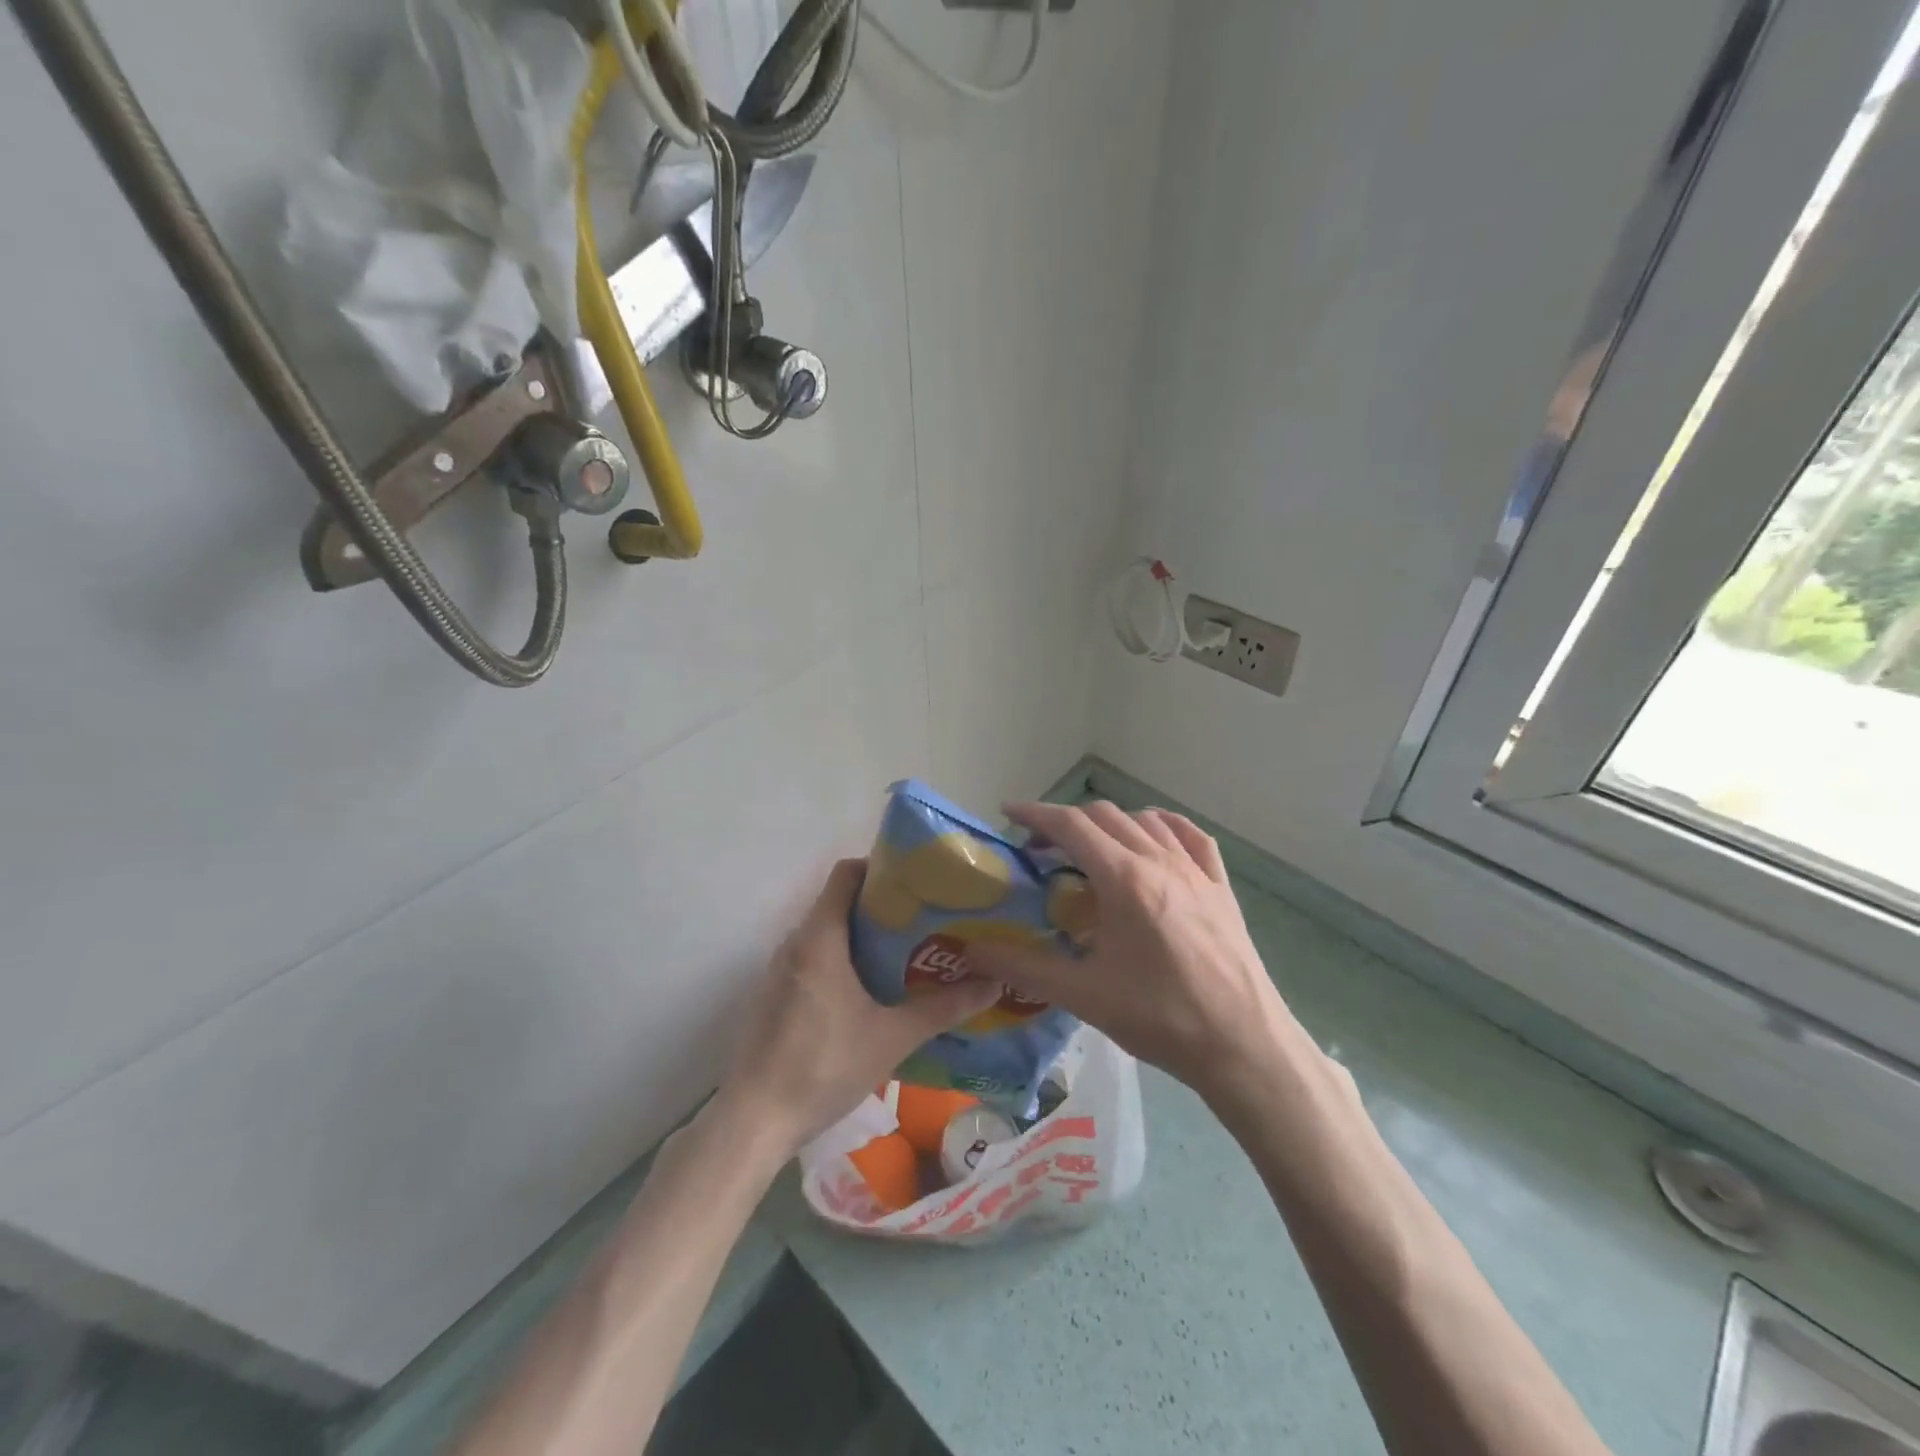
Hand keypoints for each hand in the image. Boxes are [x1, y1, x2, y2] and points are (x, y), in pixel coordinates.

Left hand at [716, 858, 1000, 1157]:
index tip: (917, 883)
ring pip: (825, 934)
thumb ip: (942, 1008)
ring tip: (905, 954)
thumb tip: (993, 984)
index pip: (846, 874)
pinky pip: (812, 959)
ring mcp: (779, 970)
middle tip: (924, 921)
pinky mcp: (773, 996)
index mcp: (820, 937)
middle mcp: (794, 942)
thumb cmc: (824, 1066)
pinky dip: (841, 961)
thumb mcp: (892, 1037)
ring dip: (861, 937)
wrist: (754, 1120)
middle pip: (838, 902)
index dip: (880, 868)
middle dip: (881, 907)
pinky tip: (869, 991)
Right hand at [963, 802, 1312, 1109]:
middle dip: (1066, 823)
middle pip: (1104, 817)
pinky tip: (1154, 840)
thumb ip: (1024, 967)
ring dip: (1110, 825)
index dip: (1036, 814)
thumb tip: (973, 950)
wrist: (1243, 1045)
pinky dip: (1162, 827)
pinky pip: (1190, 837)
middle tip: (1041, 851)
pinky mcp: (1221, 887)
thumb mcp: (1084, 995)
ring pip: (1145, 821)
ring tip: (1091, 851)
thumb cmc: (1161, 1018)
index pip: (1071, 825)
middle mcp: (1160, 860)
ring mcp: (1196, 871)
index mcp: (1124, 879)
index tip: (1009, 813)